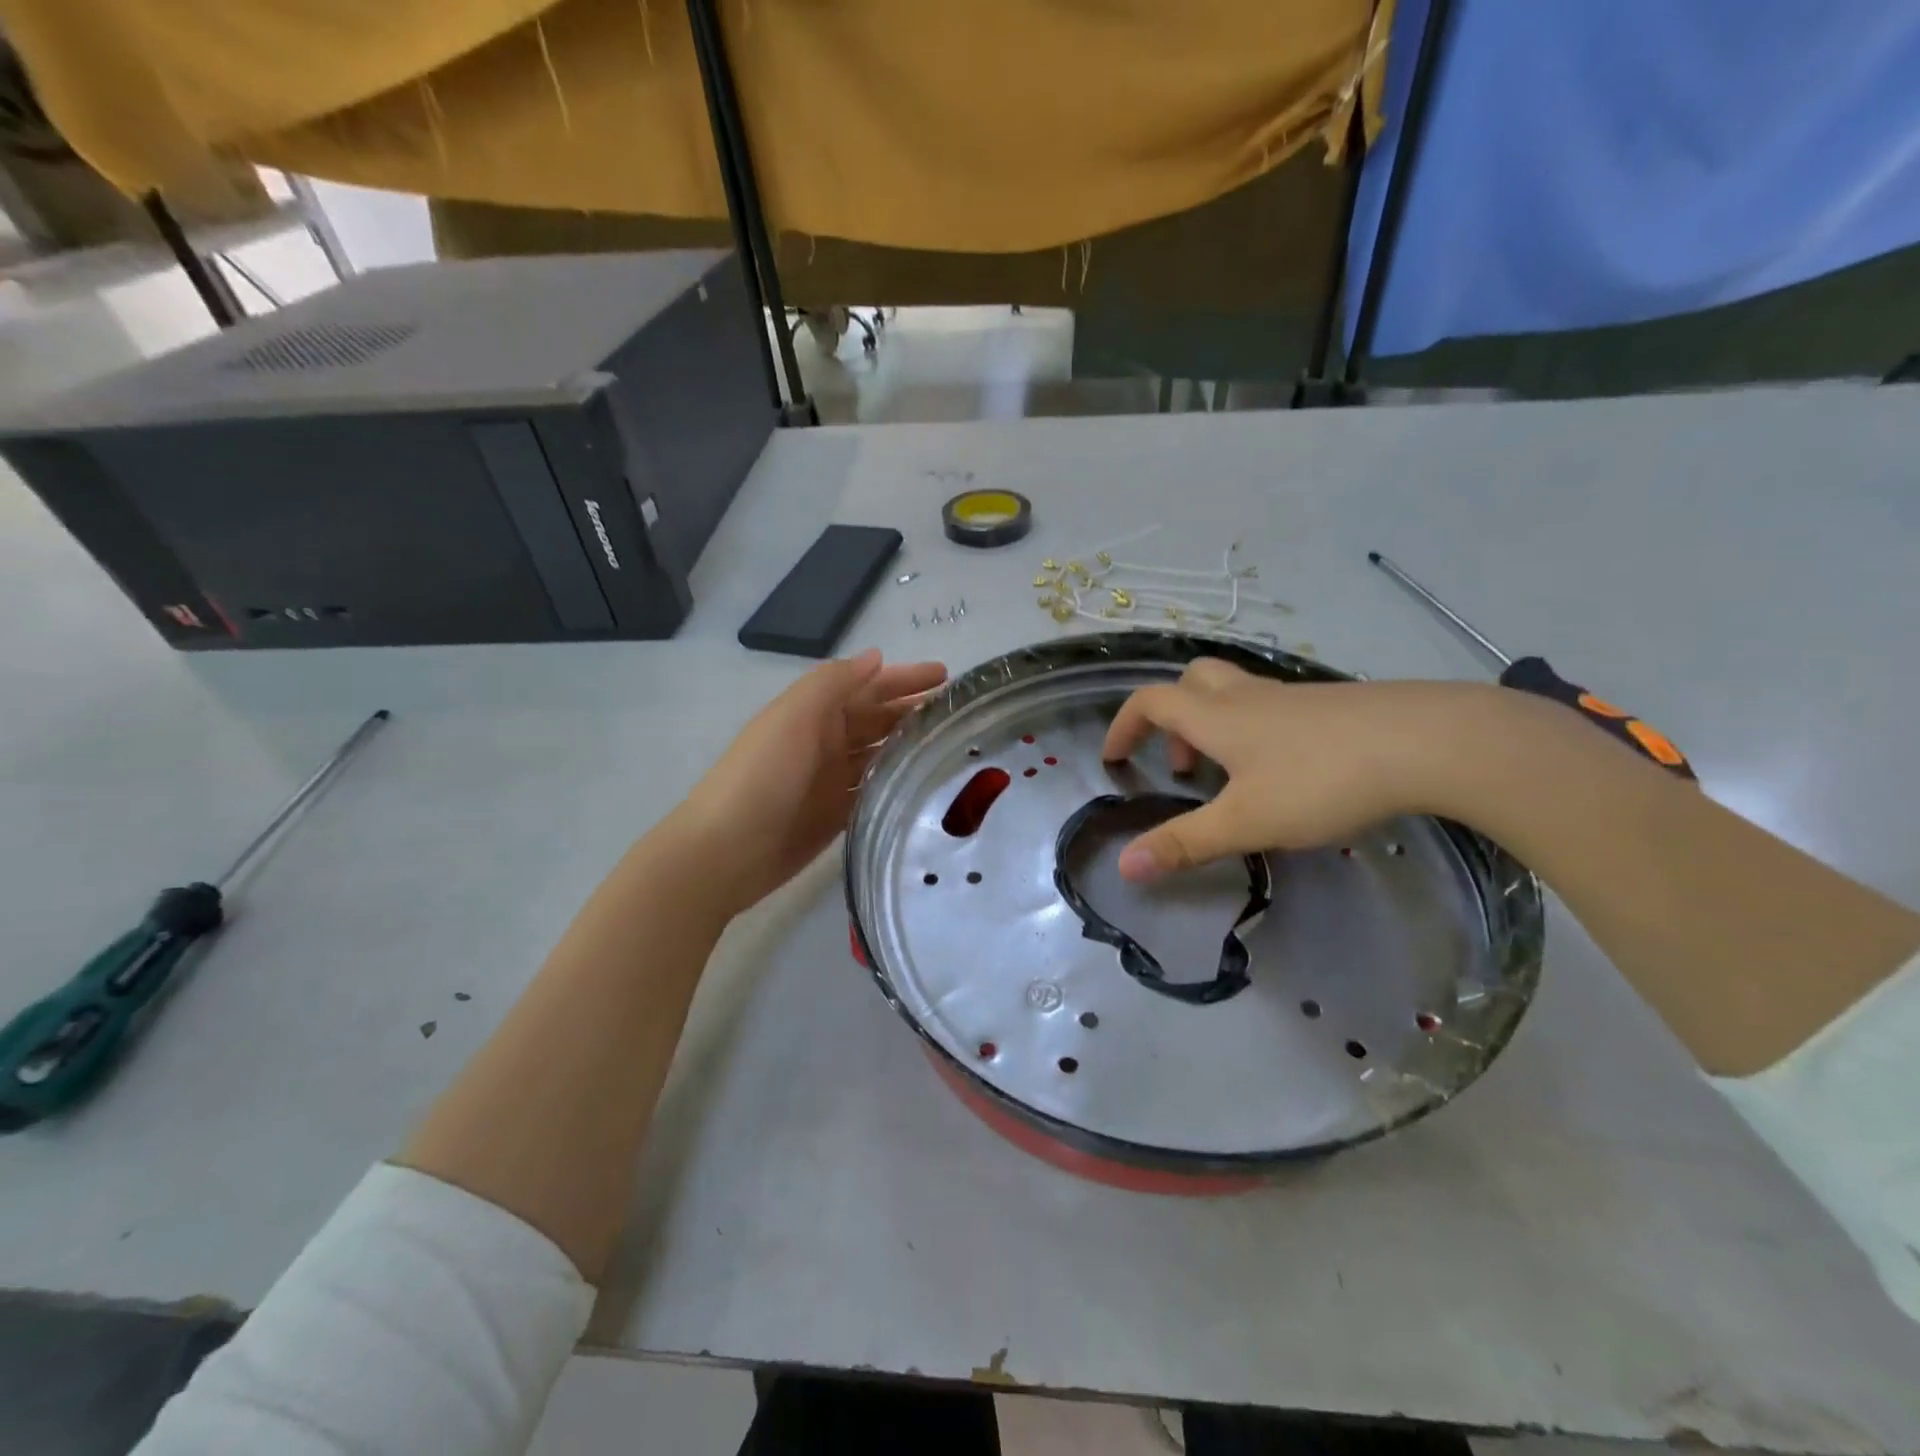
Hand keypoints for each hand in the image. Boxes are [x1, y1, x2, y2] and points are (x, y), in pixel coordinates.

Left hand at [669, 650, 946, 916]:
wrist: (725, 851)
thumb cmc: (761, 776)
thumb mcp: (793, 717)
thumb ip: (833, 684)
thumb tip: (876, 657)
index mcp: (815, 714)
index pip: (868, 687)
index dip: (905, 679)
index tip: (948, 676)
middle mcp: (826, 742)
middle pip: (878, 720)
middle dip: (914, 711)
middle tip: (959, 713)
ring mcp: (832, 781)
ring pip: (880, 755)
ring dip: (911, 746)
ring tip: (954, 745)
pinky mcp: (837, 816)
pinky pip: (874, 792)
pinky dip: (897, 784)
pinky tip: (926, 784)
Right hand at [1101, 659, 1487, 880]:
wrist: (1430, 742)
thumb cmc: (1322, 779)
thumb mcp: (1246, 822)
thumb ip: (1185, 843)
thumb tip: (1124, 868)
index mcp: (1217, 717)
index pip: (1151, 702)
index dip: (1124, 725)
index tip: (1114, 757)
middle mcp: (1250, 696)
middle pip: (1193, 681)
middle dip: (1172, 716)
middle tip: (1181, 764)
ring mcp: (1295, 697)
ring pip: (1236, 695)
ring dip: (1216, 727)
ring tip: (1233, 779)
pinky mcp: (1335, 706)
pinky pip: (1276, 709)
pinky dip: (1258, 733)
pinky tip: (1289, 776)